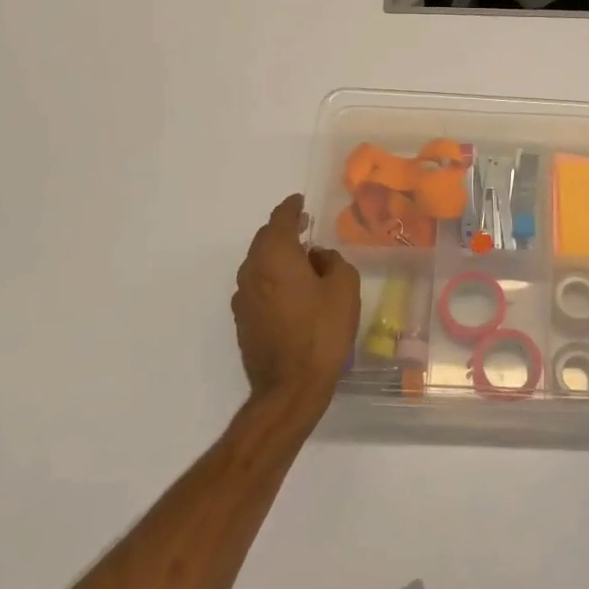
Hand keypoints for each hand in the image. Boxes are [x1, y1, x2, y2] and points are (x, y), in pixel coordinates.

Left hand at [232, 195, 360, 415]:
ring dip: (278, 256)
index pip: (280, 219)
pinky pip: (258, 287)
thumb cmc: (322, 331)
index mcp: (275, 256)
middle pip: (265, 240)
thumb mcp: (344, 287)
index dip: (292, 207)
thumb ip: (333, 261)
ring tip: (302, 260)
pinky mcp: (243, 321)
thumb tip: (317, 257)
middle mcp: (252, 271)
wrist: (290, 387)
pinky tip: (292, 291)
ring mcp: (243, 298)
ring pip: (259, 264)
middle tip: (305, 227)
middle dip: (284, 230)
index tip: (300, 201)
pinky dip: (273, 279)